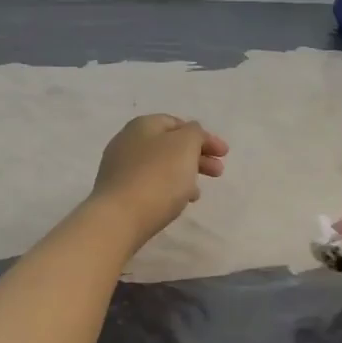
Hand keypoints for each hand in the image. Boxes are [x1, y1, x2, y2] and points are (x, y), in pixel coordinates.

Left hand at [91, 115, 227, 248]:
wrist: (119, 219)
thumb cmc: (158, 177)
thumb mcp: (185, 145)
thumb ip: (194, 133)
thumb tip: (191, 134)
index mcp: (143, 125)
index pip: (178, 123)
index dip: (203, 136)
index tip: (224, 154)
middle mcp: (127, 141)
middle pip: (170, 145)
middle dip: (197, 157)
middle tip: (218, 172)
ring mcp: (119, 168)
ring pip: (161, 166)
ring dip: (184, 174)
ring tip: (198, 193)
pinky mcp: (118, 192)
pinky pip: (150, 184)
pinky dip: (168, 188)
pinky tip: (178, 203)